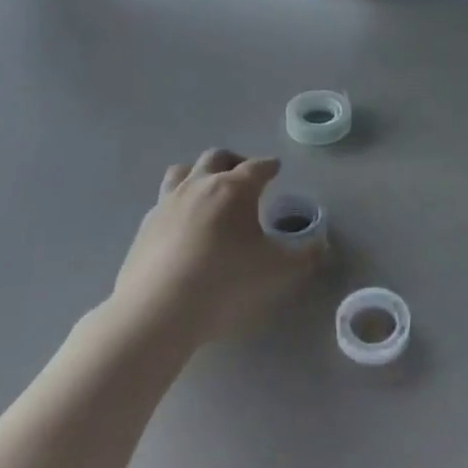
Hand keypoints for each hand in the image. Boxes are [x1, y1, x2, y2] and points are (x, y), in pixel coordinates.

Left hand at [111, 149, 325, 346]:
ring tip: (208, 190)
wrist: (158, 309)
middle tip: (244, 176)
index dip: (269, 166)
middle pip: (217, 157)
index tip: (275, 169)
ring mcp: (168, 202)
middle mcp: (200, 185)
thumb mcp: (278, 272)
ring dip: (199, 174)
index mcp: (234, 188)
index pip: (257, 167)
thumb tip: (322, 245)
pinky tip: (182, 225)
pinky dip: (177, 204)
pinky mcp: (145, 225)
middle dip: (234, 162)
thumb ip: (305, 256)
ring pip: (183, 170)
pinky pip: (163, 201)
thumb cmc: (226, 282)